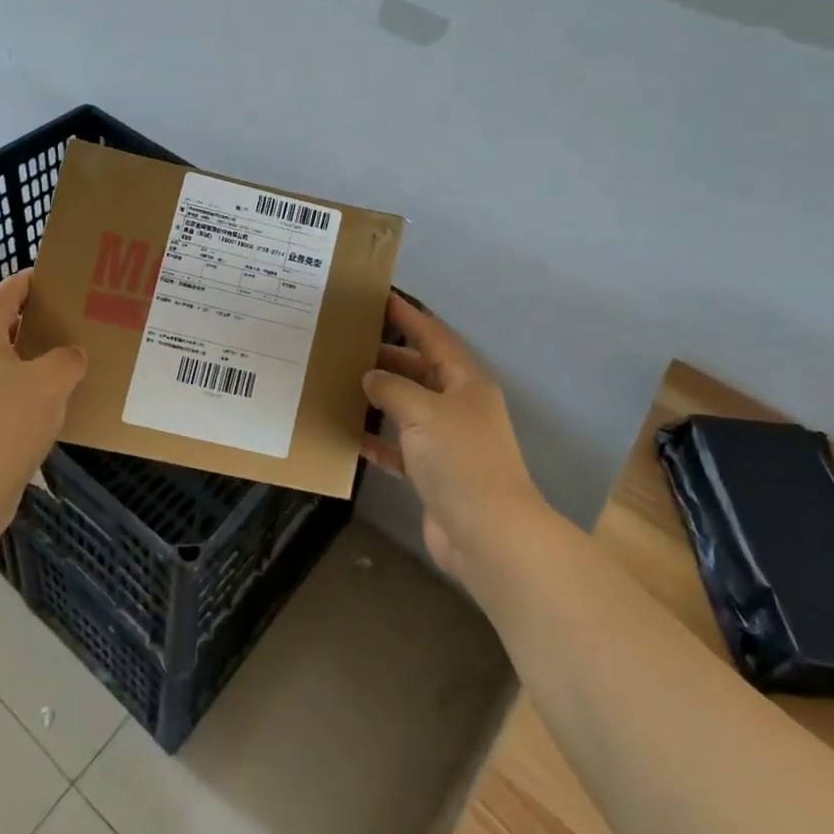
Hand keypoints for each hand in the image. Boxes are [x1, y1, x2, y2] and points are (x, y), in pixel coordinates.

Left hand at [0, 270, 86, 532]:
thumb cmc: (4, 423)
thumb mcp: (52, 384)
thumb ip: (67, 360)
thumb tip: (70, 356)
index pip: (2, 297)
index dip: (23, 283)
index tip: (43, 277)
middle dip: (0, 324)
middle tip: (34, 330)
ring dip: (1, 365)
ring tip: (41, 376)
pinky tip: (29, 418)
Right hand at [361, 295, 546, 583]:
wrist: (489, 535)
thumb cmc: (460, 459)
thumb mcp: (423, 412)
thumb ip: (392, 388)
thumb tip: (370, 377)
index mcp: (466, 382)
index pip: (434, 337)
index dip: (409, 317)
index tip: (381, 297)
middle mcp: (459, 406)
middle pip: (420, 371)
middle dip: (388, 357)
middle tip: (349, 343)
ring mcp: (448, 441)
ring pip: (409, 408)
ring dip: (381, 397)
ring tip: (344, 382)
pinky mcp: (434, 473)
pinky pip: (401, 447)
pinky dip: (380, 440)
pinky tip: (352, 435)